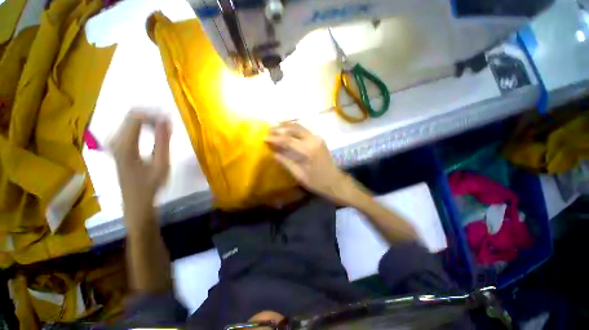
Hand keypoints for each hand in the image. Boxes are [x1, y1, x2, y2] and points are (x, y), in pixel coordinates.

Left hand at [110, 112, 170, 218]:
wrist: (136, 201)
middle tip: (169, 126)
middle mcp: (114, 141)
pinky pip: (129, 129)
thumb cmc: (151, 185)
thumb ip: (162, 142)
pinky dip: (143, 127)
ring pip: (130, 121)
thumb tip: (166, 121)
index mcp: (124, 145)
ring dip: (148, 122)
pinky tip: (153, 134)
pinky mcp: (117, 147)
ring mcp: (113, 144)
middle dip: (151, 117)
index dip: (154, 114)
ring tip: (164, 130)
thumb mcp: (161, 164)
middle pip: (131, 116)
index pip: (135, 117)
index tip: (170, 120)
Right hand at [265, 122, 357, 204]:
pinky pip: (303, 130)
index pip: (288, 140)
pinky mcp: (318, 138)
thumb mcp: (298, 174)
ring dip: (286, 126)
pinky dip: (293, 128)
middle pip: (293, 128)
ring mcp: (317, 137)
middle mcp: (313, 140)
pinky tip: (286, 130)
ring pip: (299, 126)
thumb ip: (285, 161)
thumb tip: (272, 152)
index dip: (275, 139)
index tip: (264, 138)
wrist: (334, 181)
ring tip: (274, 128)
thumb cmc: (316, 181)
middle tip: (268, 130)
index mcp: (308, 150)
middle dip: (280, 128)